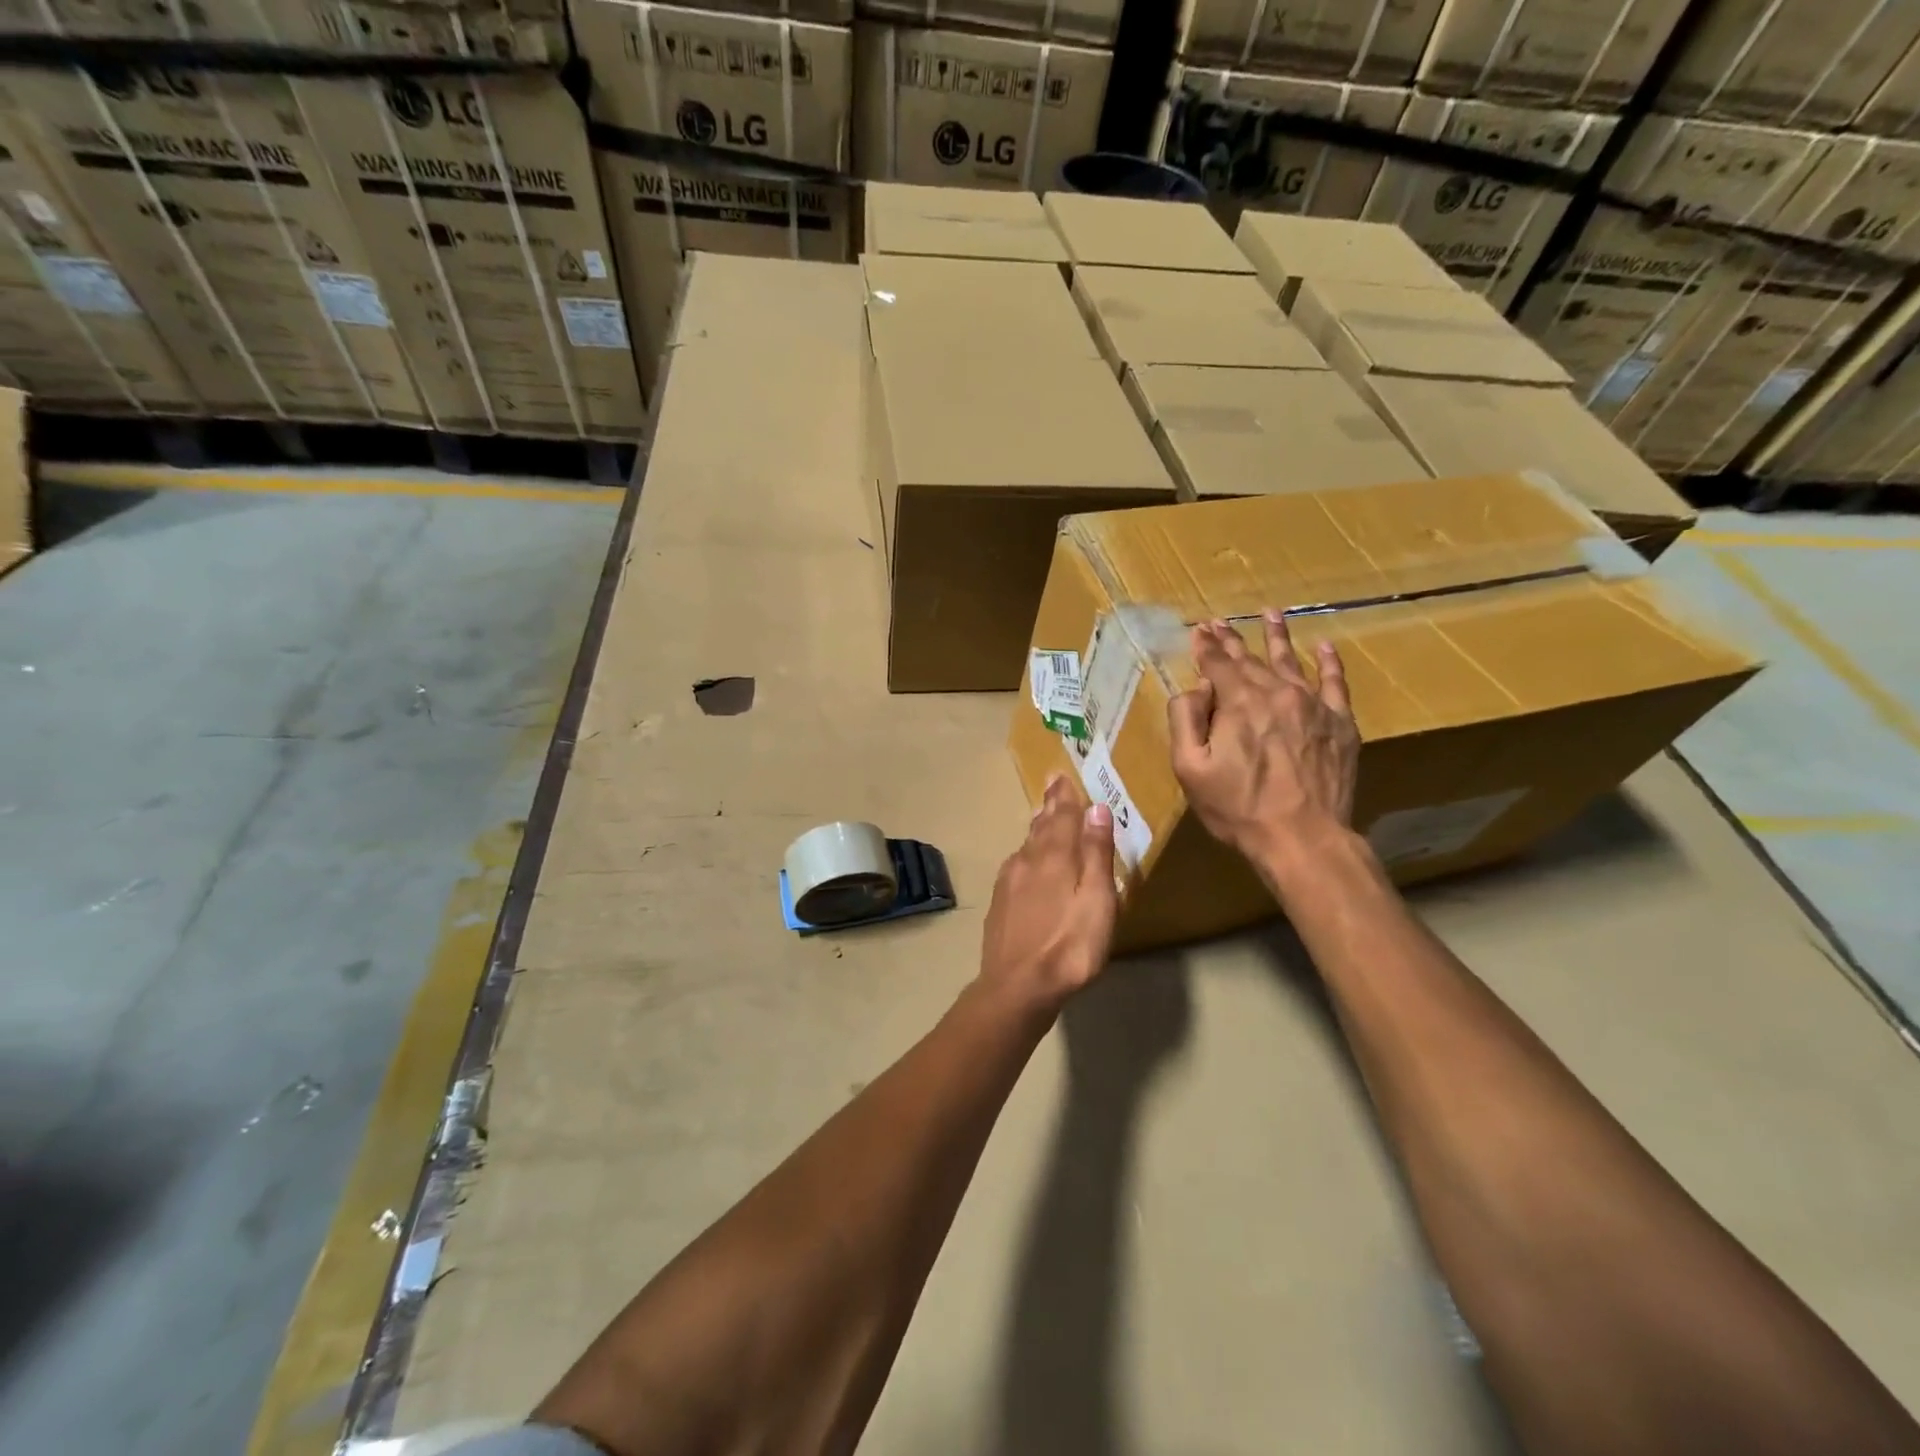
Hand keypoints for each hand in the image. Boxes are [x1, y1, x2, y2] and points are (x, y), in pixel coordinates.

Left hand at [980, 773, 1118, 1015]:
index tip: (1061, 775)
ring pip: (1027, 846)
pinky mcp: (1000, 904)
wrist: (1018, 986)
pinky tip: (1026, 861)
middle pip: (1041, 827)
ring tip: (1043, 816)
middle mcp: (1027, 861)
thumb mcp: (1097, 900)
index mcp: (1054, 856)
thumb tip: (1096, 808)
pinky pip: (1017, 866)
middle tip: (1053, 786)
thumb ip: (1096, 854)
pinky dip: (1027, 854)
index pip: (1062, 816)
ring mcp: (1009, 882)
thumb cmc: (1070, 945)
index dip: (1065, 796)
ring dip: (1038, 828)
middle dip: (1050, 806)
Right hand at [1168, 612, 1360, 882]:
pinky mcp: (1340, 724)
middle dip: (1231, 640)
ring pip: (1291, 661)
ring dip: (1277, 636)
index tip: (1197, 630)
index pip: (1218, 664)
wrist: (1303, 838)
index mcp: (1239, 702)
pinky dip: (1329, 662)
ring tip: (1271, 613)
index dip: (1205, 647)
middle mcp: (1277, 692)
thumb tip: (1194, 688)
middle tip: (1220, 622)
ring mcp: (1314, 706)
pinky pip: (1335, 683)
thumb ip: (1185, 720)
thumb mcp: (1189, 769)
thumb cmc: (1238, 808)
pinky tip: (1324, 646)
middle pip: (1251, 659)